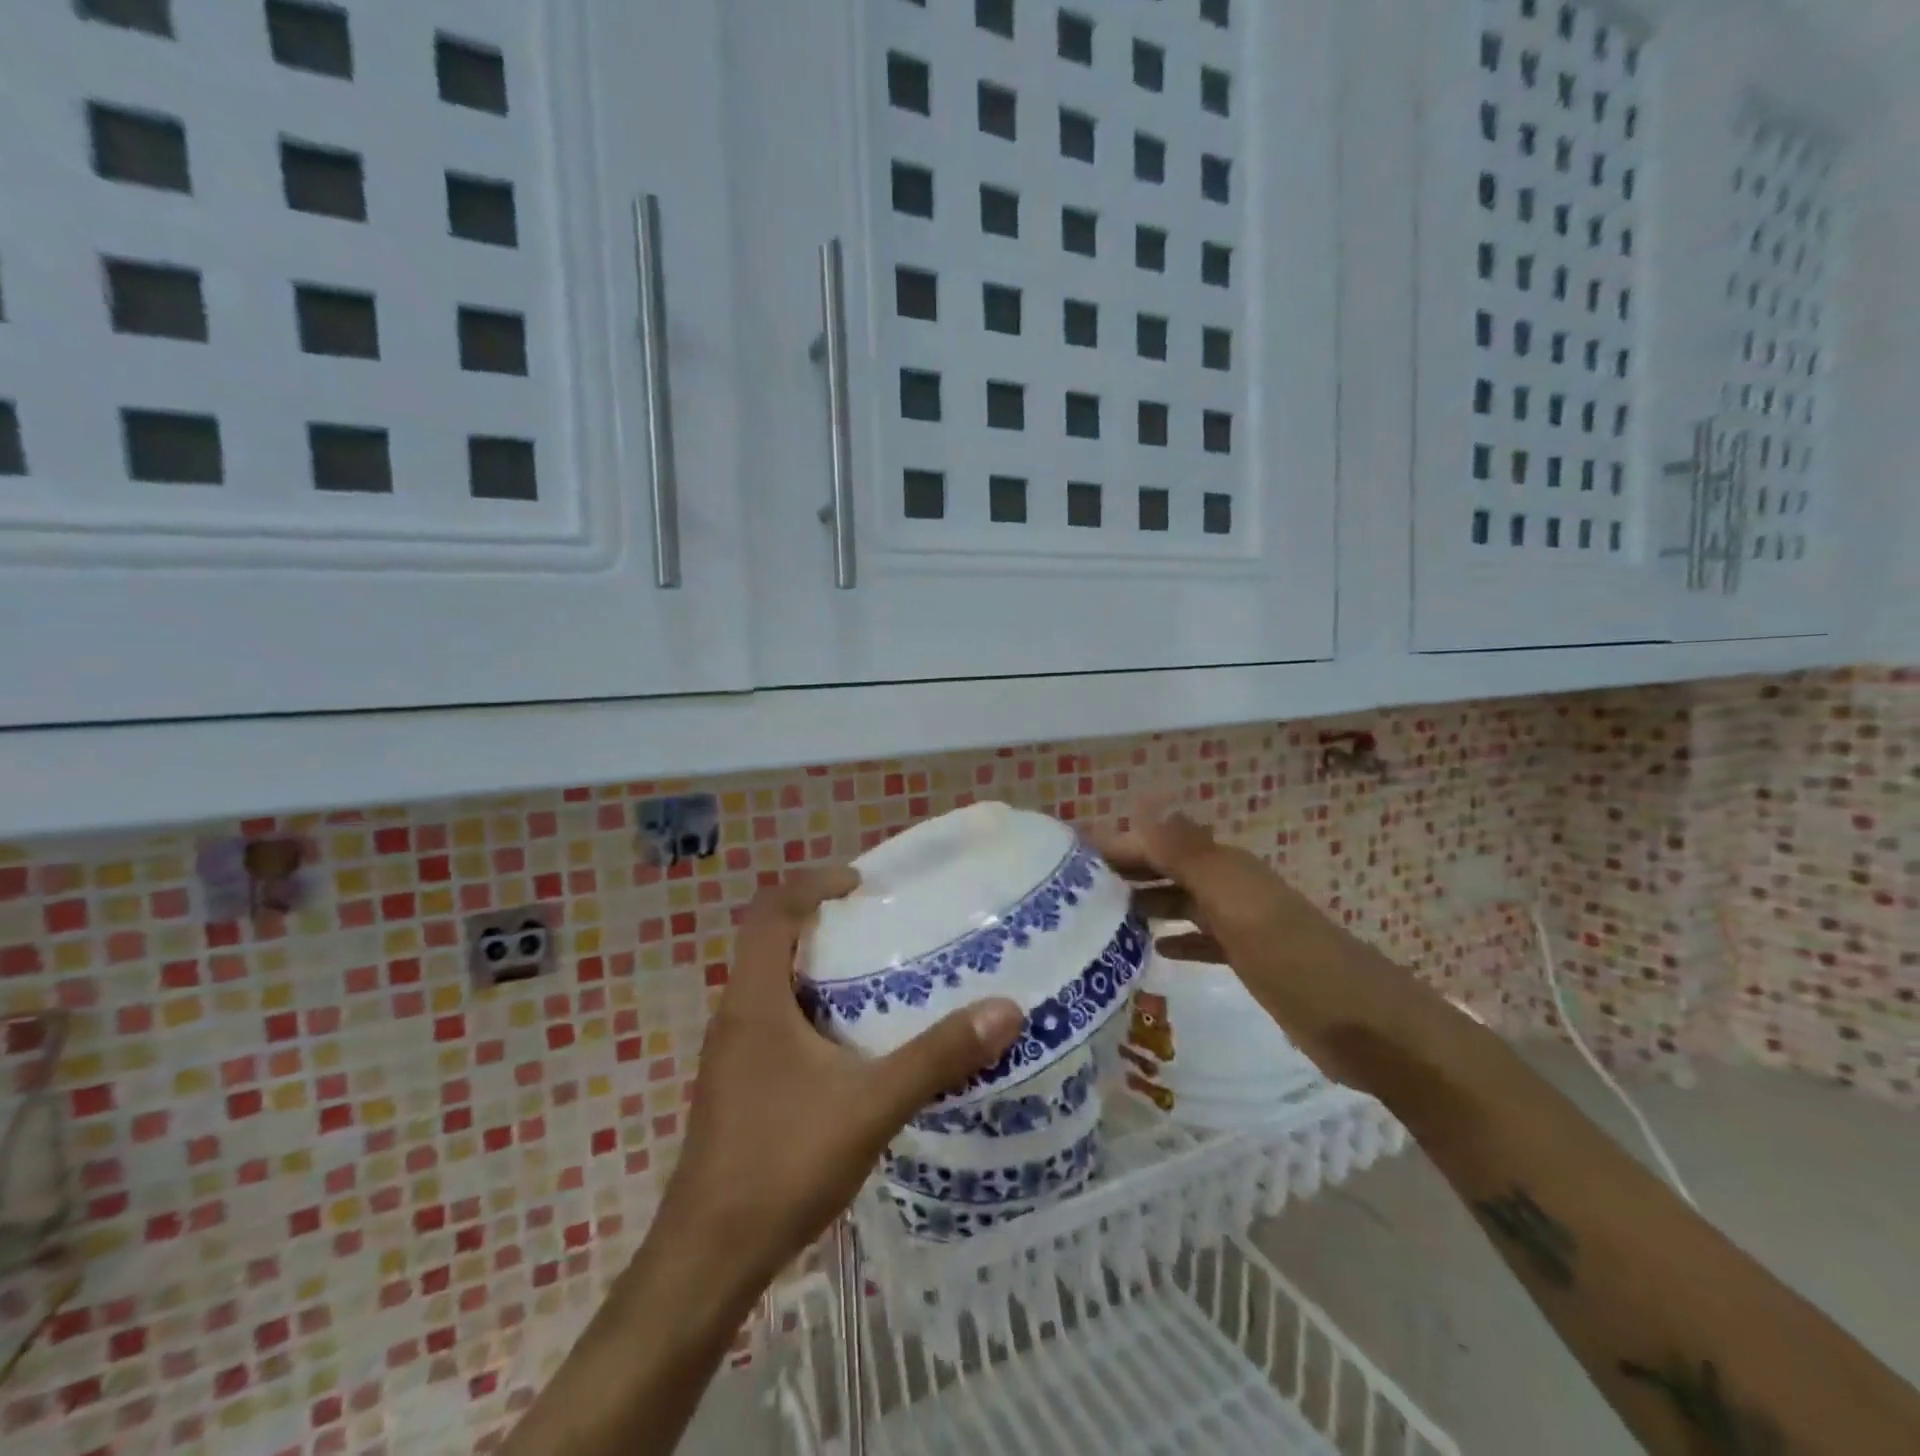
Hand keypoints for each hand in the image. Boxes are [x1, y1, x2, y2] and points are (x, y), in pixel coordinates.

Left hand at [652, 867, 1023, 1301]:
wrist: (708, 1260)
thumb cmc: (781, 1164)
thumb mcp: (870, 1105)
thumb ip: (936, 1058)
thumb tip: (1005, 1010)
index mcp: (755, 1001)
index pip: (771, 912)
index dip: (812, 883)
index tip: (861, 883)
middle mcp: (736, 1016)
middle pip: (772, 943)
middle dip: (823, 924)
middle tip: (881, 926)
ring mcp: (732, 1054)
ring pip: (774, 986)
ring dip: (819, 970)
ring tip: (878, 978)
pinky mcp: (738, 1086)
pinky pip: (776, 1023)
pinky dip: (813, 1012)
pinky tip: (854, 1048)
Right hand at [1092, 811, 1312, 965]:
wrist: (1367, 1027)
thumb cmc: (1293, 961)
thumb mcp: (1237, 905)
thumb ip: (1188, 856)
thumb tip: (1141, 807)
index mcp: (1226, 868)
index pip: (1160, 843)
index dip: (1121, 846)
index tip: (1073, 860)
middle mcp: (1232, 887)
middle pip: (1169, 868)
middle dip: (1128, 872)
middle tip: (1076, 892)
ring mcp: (1243, 924)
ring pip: (1183, 901)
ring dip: (1147, 902)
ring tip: (1103, 919)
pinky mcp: (1252, 959)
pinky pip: (1203, 938)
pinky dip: (1179, 938)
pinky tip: (1156, 950)